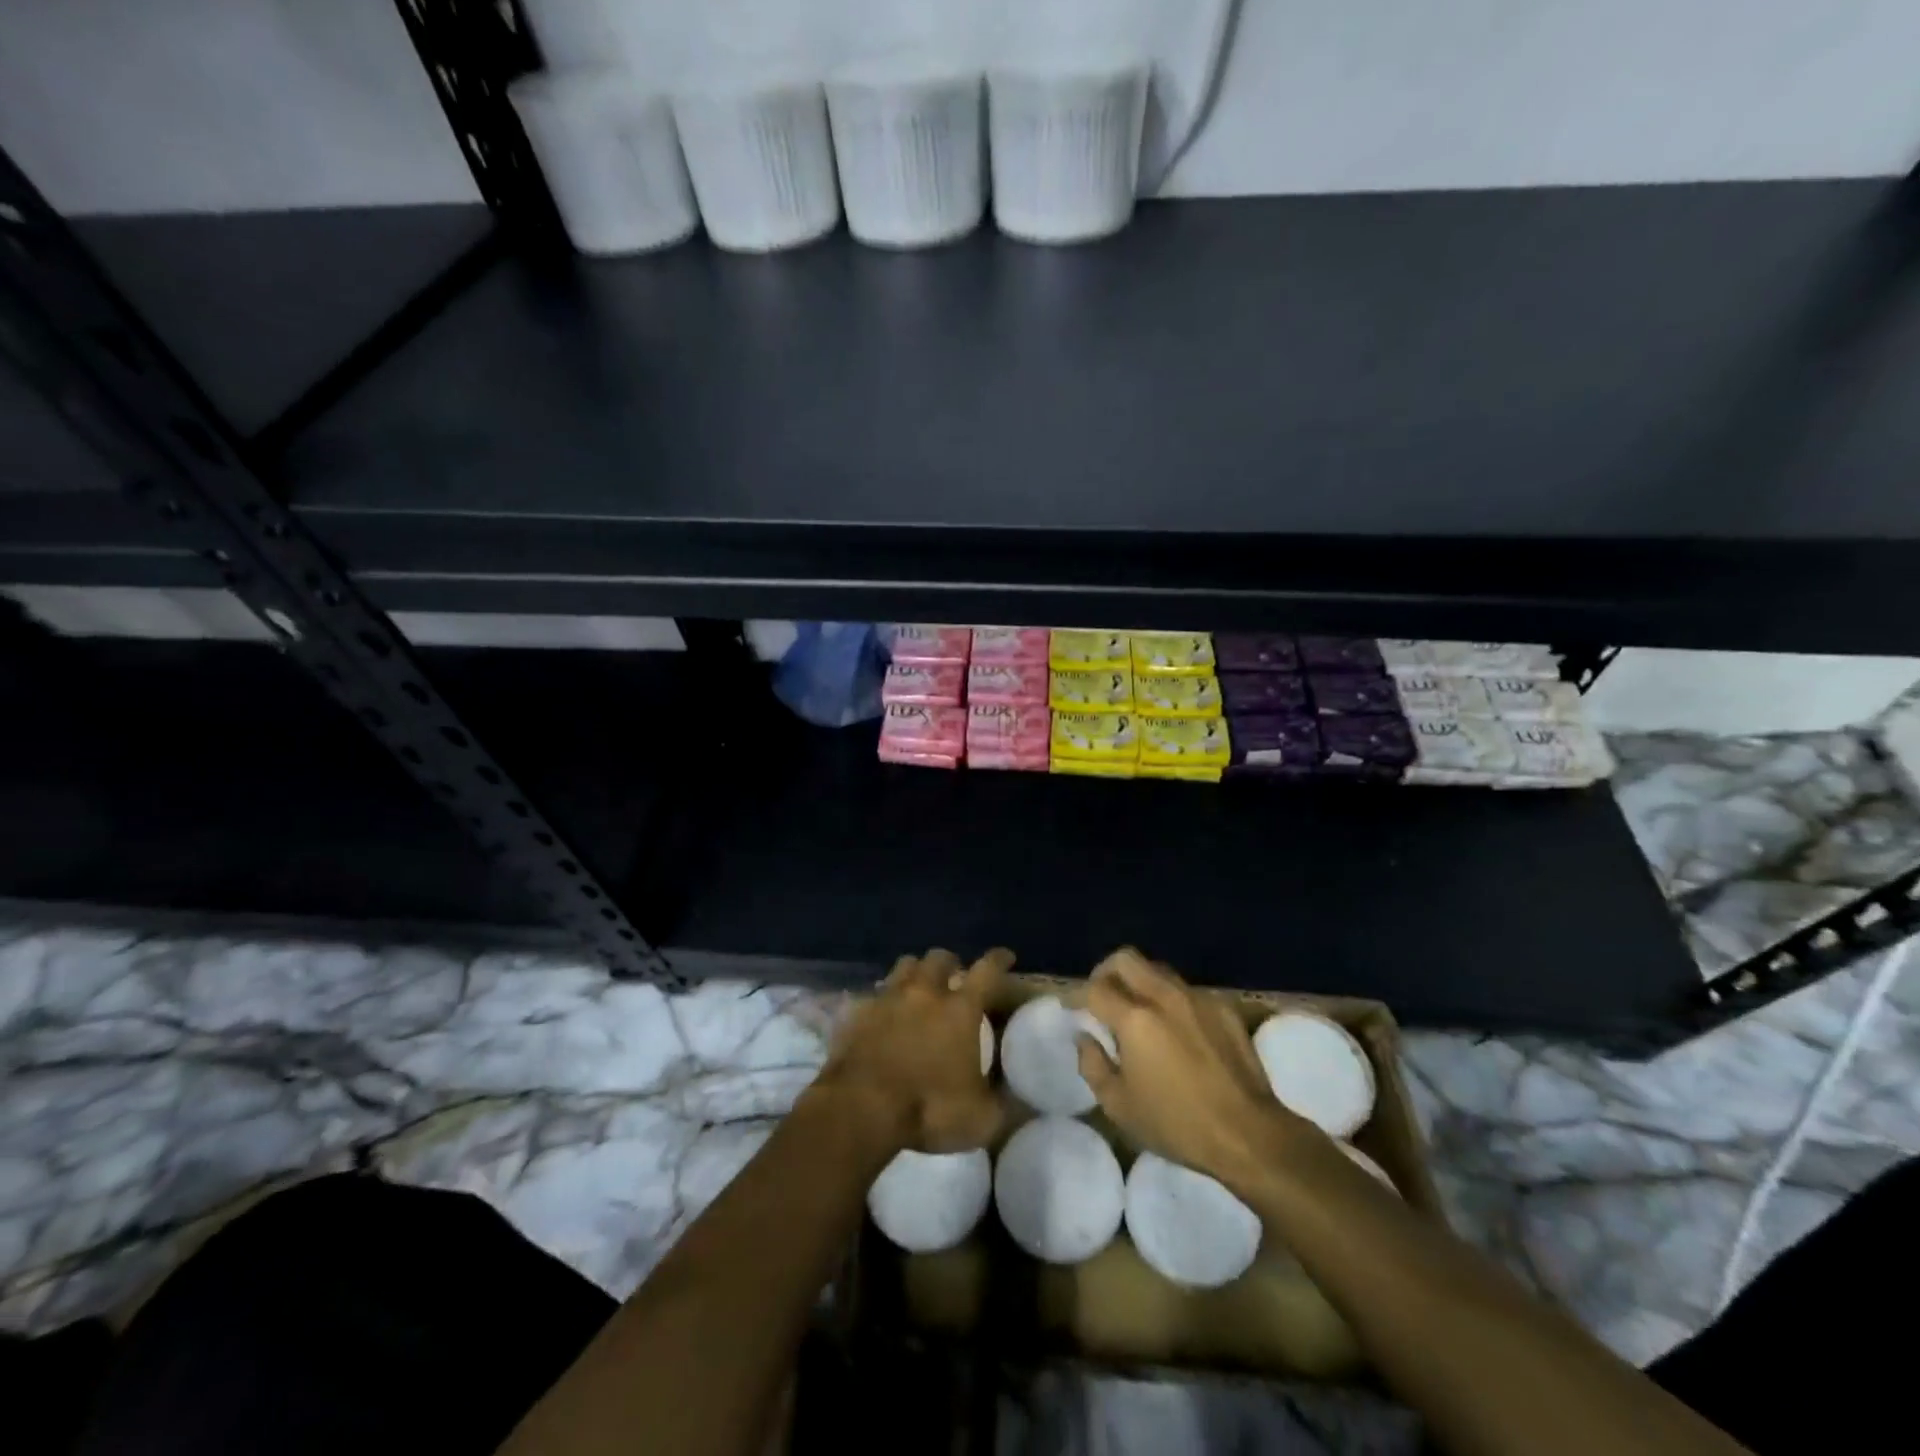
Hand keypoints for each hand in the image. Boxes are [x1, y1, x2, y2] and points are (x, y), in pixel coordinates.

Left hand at [818, 947, 1009, 1153]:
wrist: (860, 1108)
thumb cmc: (928, 1108)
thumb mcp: (981, 1119)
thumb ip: (1005, 1105)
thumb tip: (1023, 1099)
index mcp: (960, 1009)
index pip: (987, 970)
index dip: (999, 960)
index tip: (1006, 957)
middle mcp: (925, 992)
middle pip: (939, 958)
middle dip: (950, 963)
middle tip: (954, 977)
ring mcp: (888, 998)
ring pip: (905, 966)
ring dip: (916, 971)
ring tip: (919, 987)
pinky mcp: (858, 1012)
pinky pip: (874, 994)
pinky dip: (883, 999)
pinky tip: (884, 1013)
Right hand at [1076, 949, 1310, 1185]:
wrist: (1249, 1134)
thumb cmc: (1177, 1125)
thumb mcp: (1120, 1106)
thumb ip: (1092, 1065)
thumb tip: (1084, 1038)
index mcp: (1134, 1018)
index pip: (1094, 989)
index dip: (1075, 995)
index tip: (1070, 1006)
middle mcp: (1163, 996)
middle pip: (1125, 959)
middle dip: (1105, 972)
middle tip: (1100, 995)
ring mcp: (1196, 998)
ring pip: (1157, 969)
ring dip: (1138, 981)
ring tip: (1136, 1009)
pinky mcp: (1222, 1007)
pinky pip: (1186, 990)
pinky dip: (1170, 999)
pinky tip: (1175, 1028)